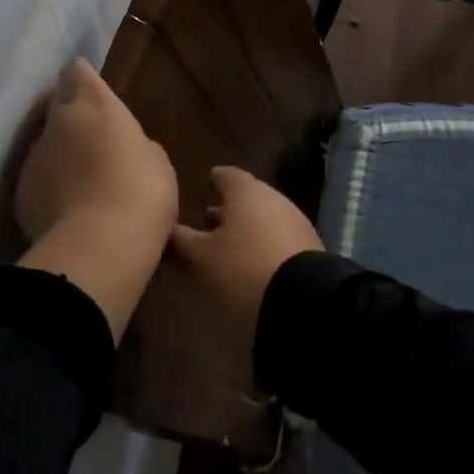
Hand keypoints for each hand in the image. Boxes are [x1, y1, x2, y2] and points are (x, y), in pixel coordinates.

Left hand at [15, 60, 176, 244]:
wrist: (100, 245)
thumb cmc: (142, 191)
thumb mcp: (155, 160)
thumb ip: (133, 142)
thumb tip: (121, 146)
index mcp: (95, 104)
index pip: (77, 72)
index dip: (83, 79)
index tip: (92, 91)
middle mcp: (58, 121)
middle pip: (58, 104)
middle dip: (71, 115)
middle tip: (92, 137)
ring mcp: (35, 156)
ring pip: (46, 144)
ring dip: (61, 153)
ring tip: (83, 180)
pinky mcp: (21, 191)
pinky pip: (38, 179)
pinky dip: (51, 186)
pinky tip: (69, 208)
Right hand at [169, 166, 324, 337]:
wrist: (303, 298)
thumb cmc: (243, 268)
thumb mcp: (202, 258)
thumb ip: (182, 241)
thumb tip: (165, 228)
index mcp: (245, 191)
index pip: (227, 175)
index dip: (215, 179)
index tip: (206, 183)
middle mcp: (272, 197)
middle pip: (247, 196)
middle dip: (229, 207)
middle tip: (208, 219)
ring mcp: (295, 220)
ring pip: (264, 216)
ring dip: (246, 226)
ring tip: (228, 244)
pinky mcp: (309, 245)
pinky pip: (279, 236)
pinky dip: (263, 242)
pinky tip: (253, 261)